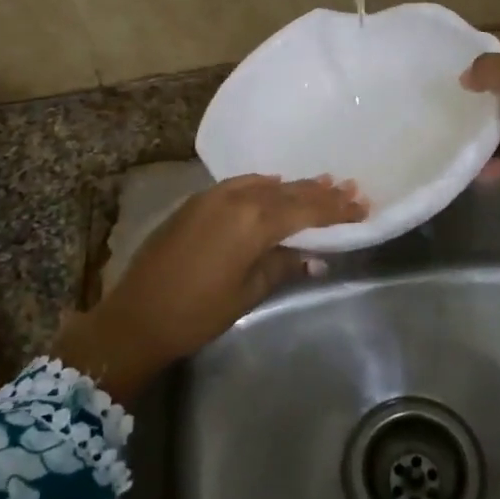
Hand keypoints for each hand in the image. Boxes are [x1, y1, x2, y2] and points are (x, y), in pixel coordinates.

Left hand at [51, 175, 366, 401]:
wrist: (136, 315)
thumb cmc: (197, 312)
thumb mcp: (249, 292)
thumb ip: (284, 265)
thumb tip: (316, 256)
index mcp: (254, 222)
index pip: (307, 210)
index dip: (337, 210)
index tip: (363, 207)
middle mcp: (237, 199)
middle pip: (290, 192)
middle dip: (322, 193)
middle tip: (352, 189)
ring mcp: (214, 196)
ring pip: (266, 186)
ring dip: (295, 187)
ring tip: (324, 183)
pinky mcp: (197, 201)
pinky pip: (242, 185)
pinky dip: (265, 186)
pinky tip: (275, 186)